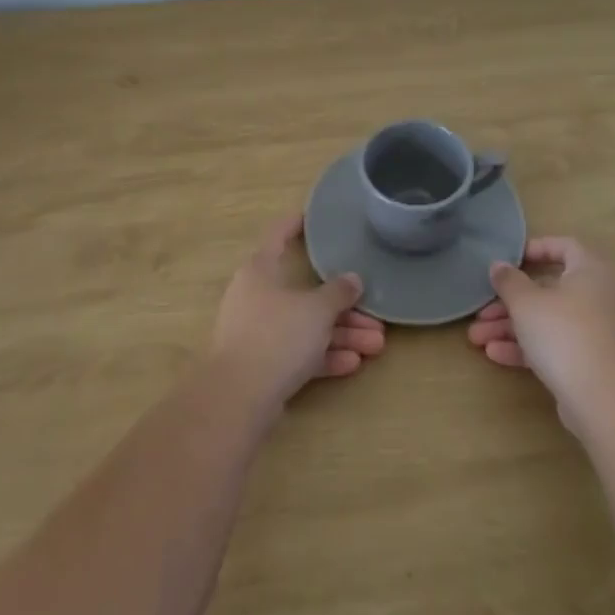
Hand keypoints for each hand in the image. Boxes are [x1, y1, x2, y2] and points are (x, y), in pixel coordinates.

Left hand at [210, 215, 386, 408]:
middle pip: (305, 293)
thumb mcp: (316, 310)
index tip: (313, 216)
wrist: (238, 398)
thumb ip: (338, 292)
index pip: (279, 236)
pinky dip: (324, 356)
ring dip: (341, 334)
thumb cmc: (277, 336)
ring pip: (306, 326)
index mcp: (260, 270)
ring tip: (376, 345)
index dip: (296, 224)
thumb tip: (352, 280)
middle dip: (343, 307)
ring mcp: (258, 332)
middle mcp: (257, 296)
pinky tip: (353, 364)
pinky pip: (298, 353)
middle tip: (375, 316)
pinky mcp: (262, 365)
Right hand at [468, 237, 614, 427]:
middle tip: (481, 312)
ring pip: (548, 321)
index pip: (564, 246)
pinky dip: (528, 348)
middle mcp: (599, 296)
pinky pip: (556, 346)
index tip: (507, 261)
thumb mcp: (526, 303)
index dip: (534, 249)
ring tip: (476, 338)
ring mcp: (598, 332)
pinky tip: (495, 355)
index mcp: (591, 269)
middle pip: (548, 290)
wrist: (607, 401)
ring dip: (511, 327)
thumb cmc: (565, 334)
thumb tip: (498, 265)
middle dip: (509, 302)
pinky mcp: (593, 363)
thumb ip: (508, 281)